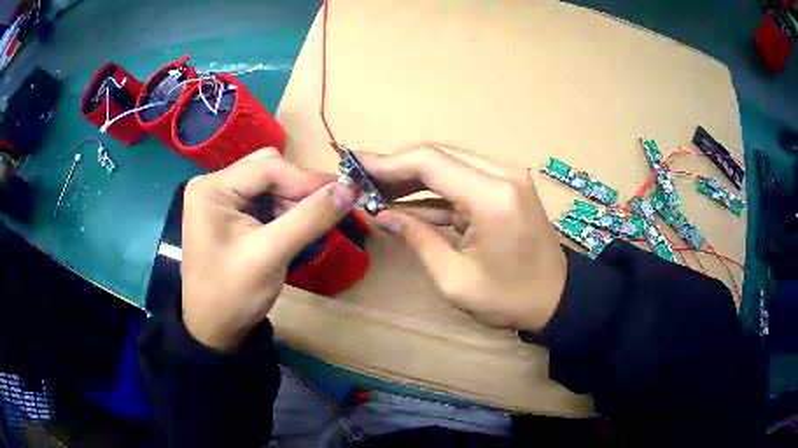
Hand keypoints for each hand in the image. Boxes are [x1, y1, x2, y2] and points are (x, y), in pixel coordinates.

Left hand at [181, 149, 354, 351]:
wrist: (214, 330)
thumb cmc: (233, 294)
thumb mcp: (272, 254)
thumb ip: (310, 218)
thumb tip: (349, 188)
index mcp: (213, 188)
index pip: (268, 167)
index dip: (306, 179)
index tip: (344, 193)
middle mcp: (214, 184)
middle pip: (268, 169)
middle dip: (297, 190)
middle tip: (323, 213)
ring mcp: (220, 198)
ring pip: (269, 183)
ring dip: (292, 201)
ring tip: (306, 228)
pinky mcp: (228, 213)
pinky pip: (263, 199)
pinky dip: (283, 211)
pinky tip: (292, 230)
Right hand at [360, 143, 566, 330]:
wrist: (557, 299)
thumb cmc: (510, 299)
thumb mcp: (455, 280)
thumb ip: (417, 240)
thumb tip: (383, 216)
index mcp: (492, 197)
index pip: (430, 162)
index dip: (388, 162)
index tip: (355, 165)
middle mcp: (502, 174)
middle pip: (438, 156)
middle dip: (396, 167)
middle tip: (361, 180)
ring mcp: (507, 178)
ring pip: (449, 164)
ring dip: (413, 178)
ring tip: (376, 191)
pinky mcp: (506, 187)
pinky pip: (463, 180)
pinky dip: (434, 191)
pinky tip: (406, 203)